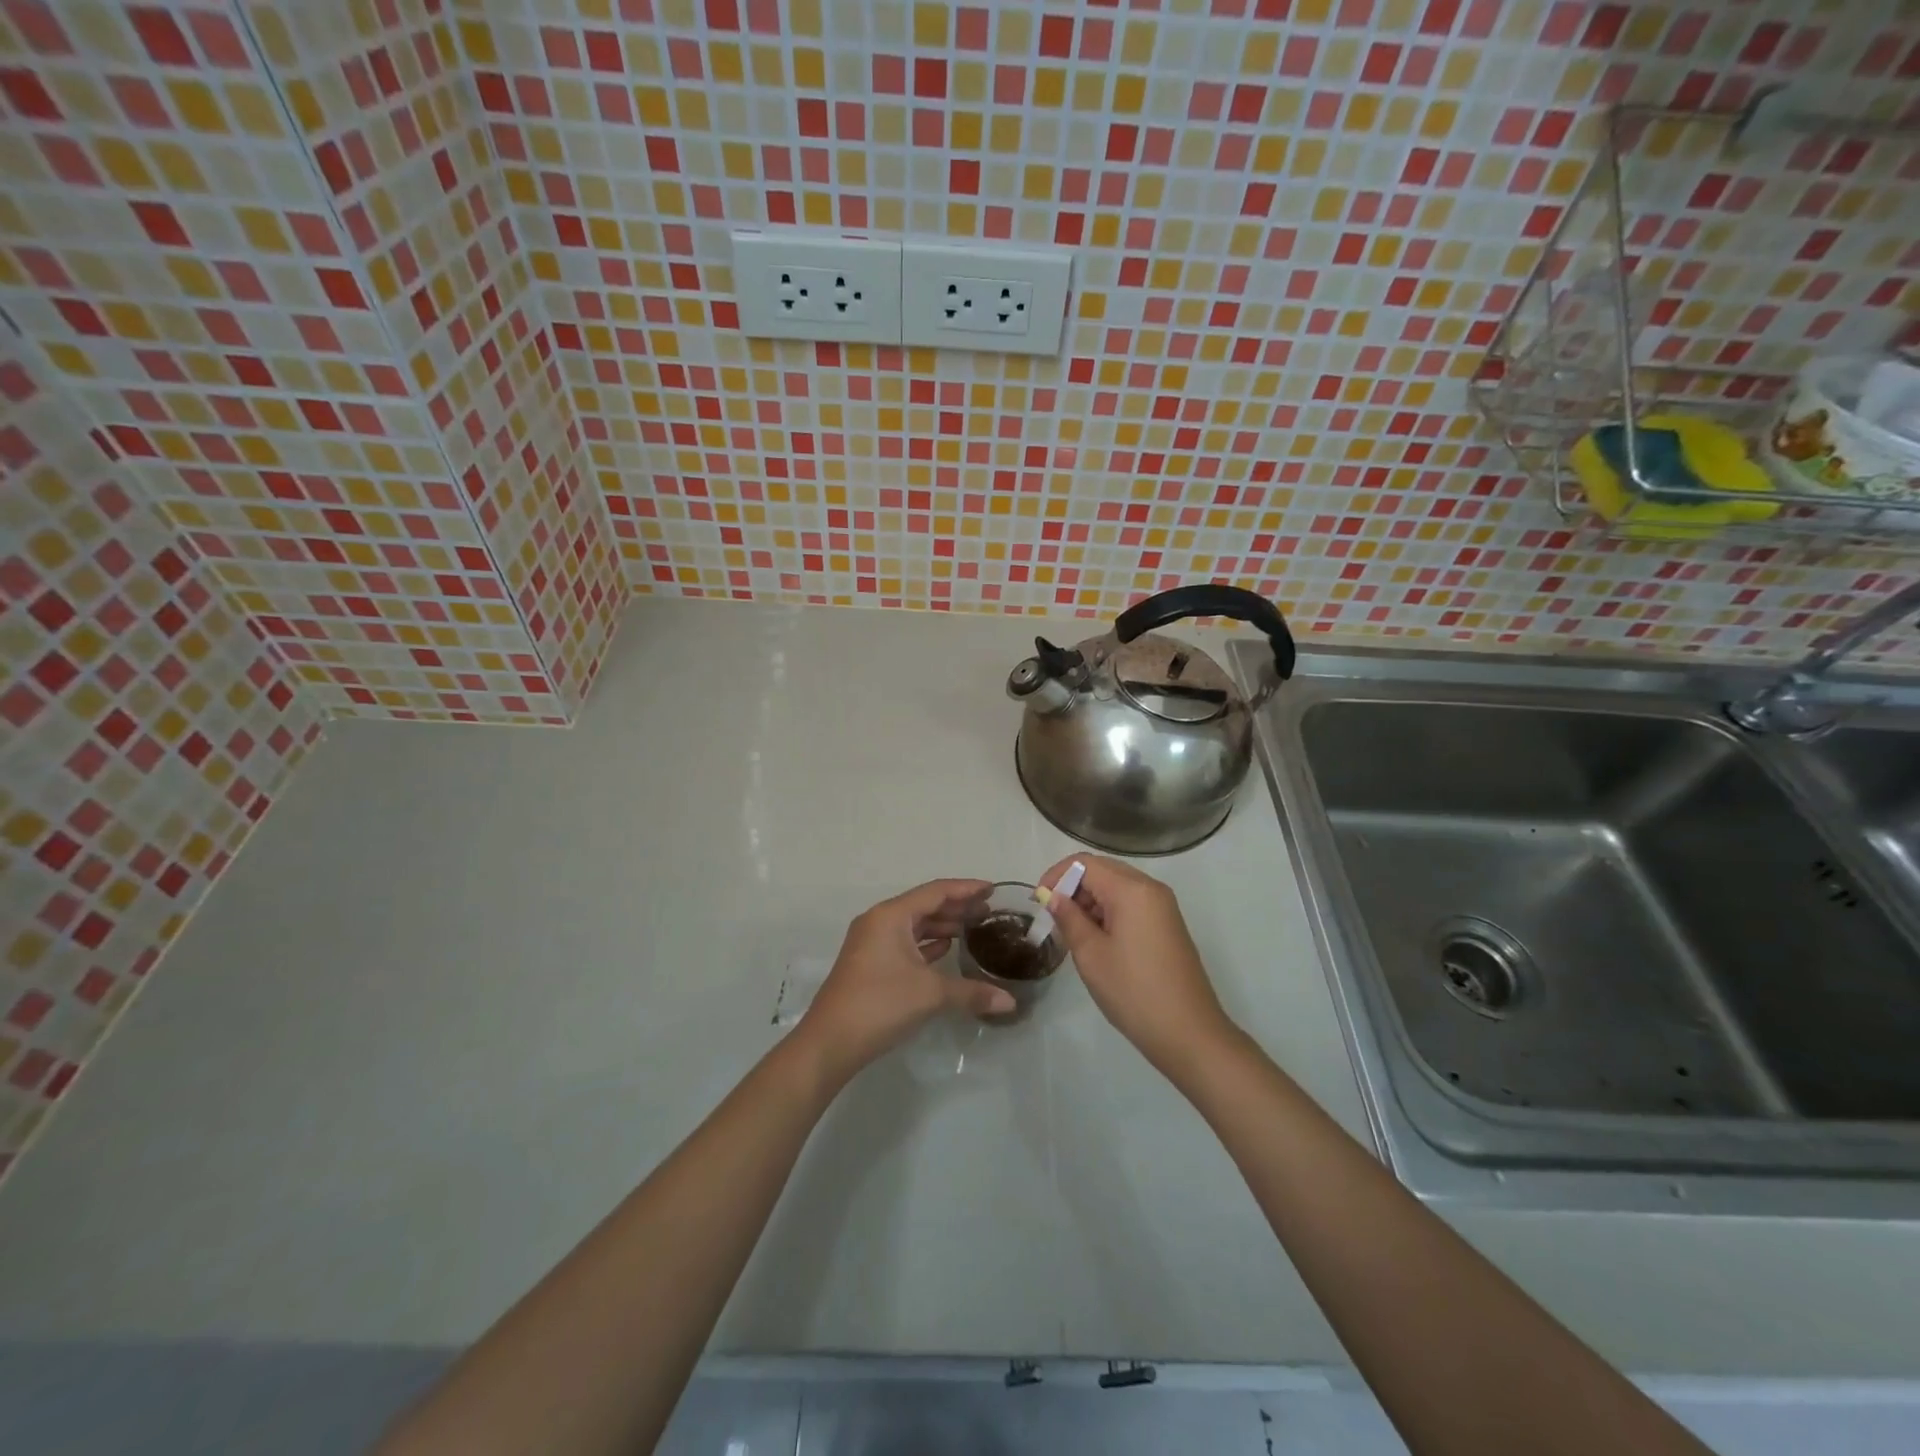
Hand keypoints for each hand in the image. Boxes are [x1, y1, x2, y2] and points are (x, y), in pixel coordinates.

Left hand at [796, 879, 1015, 1085]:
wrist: (830, 1042)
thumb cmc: (880, 1004)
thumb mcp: (930, 994)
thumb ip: (971, 992)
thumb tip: (1010, 1002)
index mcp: (891, 916)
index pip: (935, 891)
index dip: (966, 888)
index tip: (993, 889)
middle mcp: (879, 921)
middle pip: (924, 905)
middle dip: (957, 907)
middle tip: (989, 911)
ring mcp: (871, 943)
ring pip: (914, 925)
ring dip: (942, 926)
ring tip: (974, 930)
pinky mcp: (870, 964)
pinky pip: (905, 943)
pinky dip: (927, 944)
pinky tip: (948, 951)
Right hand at [1040, 856, 1235, 1078]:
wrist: (1189, 1034)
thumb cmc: (1134, 992)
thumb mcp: (1091, 954)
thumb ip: (1069, 918)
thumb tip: (1053, 896)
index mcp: (1132, 890)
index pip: (1085, 863)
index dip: (1056, 875)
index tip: (1038, 901)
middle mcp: (1151, 889)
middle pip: (1103, 870)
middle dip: (1073, 886)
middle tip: (1052, 916)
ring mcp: (1163, 906)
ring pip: (1117, 887)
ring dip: (1090, 900)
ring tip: (1071, 932)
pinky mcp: (1168, 924)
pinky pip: (1132, 903)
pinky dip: (1109, 911)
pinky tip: (1096, 939)